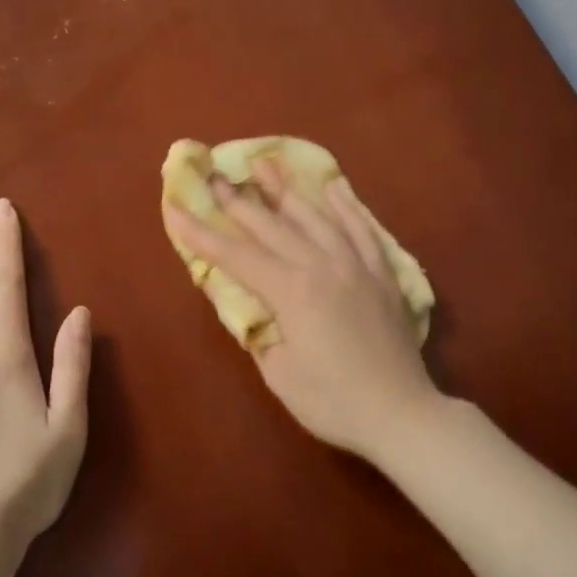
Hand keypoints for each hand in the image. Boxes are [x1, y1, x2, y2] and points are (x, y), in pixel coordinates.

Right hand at [162, 162, 442, 463]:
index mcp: (292, 291)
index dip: (202, 234)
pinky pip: (362, 229)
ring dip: (287, 190)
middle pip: (273, 226)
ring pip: (316, 217)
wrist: (401, 413)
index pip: (236, 256)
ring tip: (266, 163)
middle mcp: (323, 266)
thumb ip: (257, 329)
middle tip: (215, 174)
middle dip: (239, 200)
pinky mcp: (382, 273)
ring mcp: (356, 265)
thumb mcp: (279, 372)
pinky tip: (334, 186)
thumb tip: (241, 301)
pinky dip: (346, 205)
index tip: (176, 208)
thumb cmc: (332, 402)